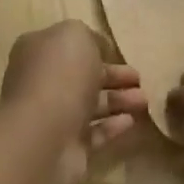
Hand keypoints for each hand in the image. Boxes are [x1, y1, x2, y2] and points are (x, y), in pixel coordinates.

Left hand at [0, 21, 146, 183]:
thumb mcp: (75, 35)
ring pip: (90, 105)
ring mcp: (53, 117)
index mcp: (38, 53)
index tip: (119, 51)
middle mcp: (42, 84)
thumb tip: (98, 48)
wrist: (43, 136)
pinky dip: (112, 126)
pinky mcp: (67, 147)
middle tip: (140, 79)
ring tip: (144, 100)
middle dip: (113, 77)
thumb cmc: (60, 76)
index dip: (94, 48)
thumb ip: (88, 36)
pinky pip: (94, 133)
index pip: (68, 47)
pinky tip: (131, 121)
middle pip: (82, 77)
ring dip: (118, 101)